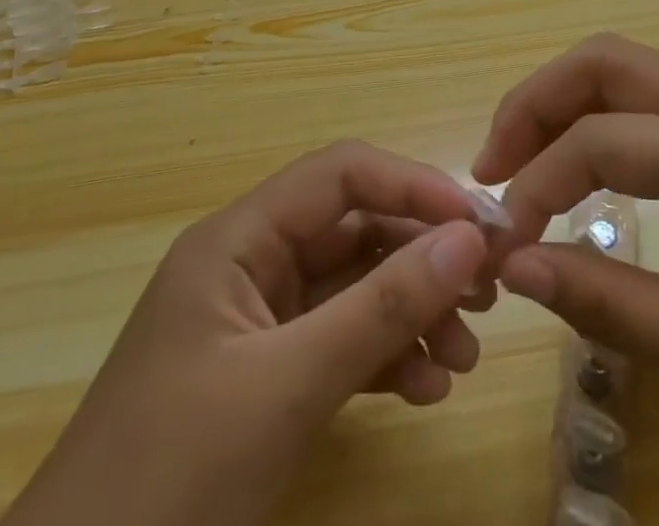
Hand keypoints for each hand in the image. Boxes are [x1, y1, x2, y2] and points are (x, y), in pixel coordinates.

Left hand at [3, 142, 493, 525]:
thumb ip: (381, 307)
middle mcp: (251, 265)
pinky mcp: (264, 378)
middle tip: (489, 292)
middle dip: (423, 257)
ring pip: (355, 287)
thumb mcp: (287, 388)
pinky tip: (427, 389)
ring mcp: (258, 324)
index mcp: (238, 240)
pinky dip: (387, 356)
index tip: (479, 225)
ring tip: (465, 355)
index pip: (341, 175)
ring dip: (413, 311)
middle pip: (355, 230)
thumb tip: (469, 238)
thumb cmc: (170, 484)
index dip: (413, 187)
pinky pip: (340, 342)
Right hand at [473, 34, 658, 497]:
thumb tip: (517, 266)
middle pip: (608, 60)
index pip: (603, 139)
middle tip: (493, 166)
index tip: (503, 243)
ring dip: (567, 103)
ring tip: (523, 165)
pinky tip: (587, 171)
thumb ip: (613, 303)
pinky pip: (656, 103)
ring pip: (630, 71)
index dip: (537, 180)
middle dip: (537, 101)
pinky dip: (604, 120)